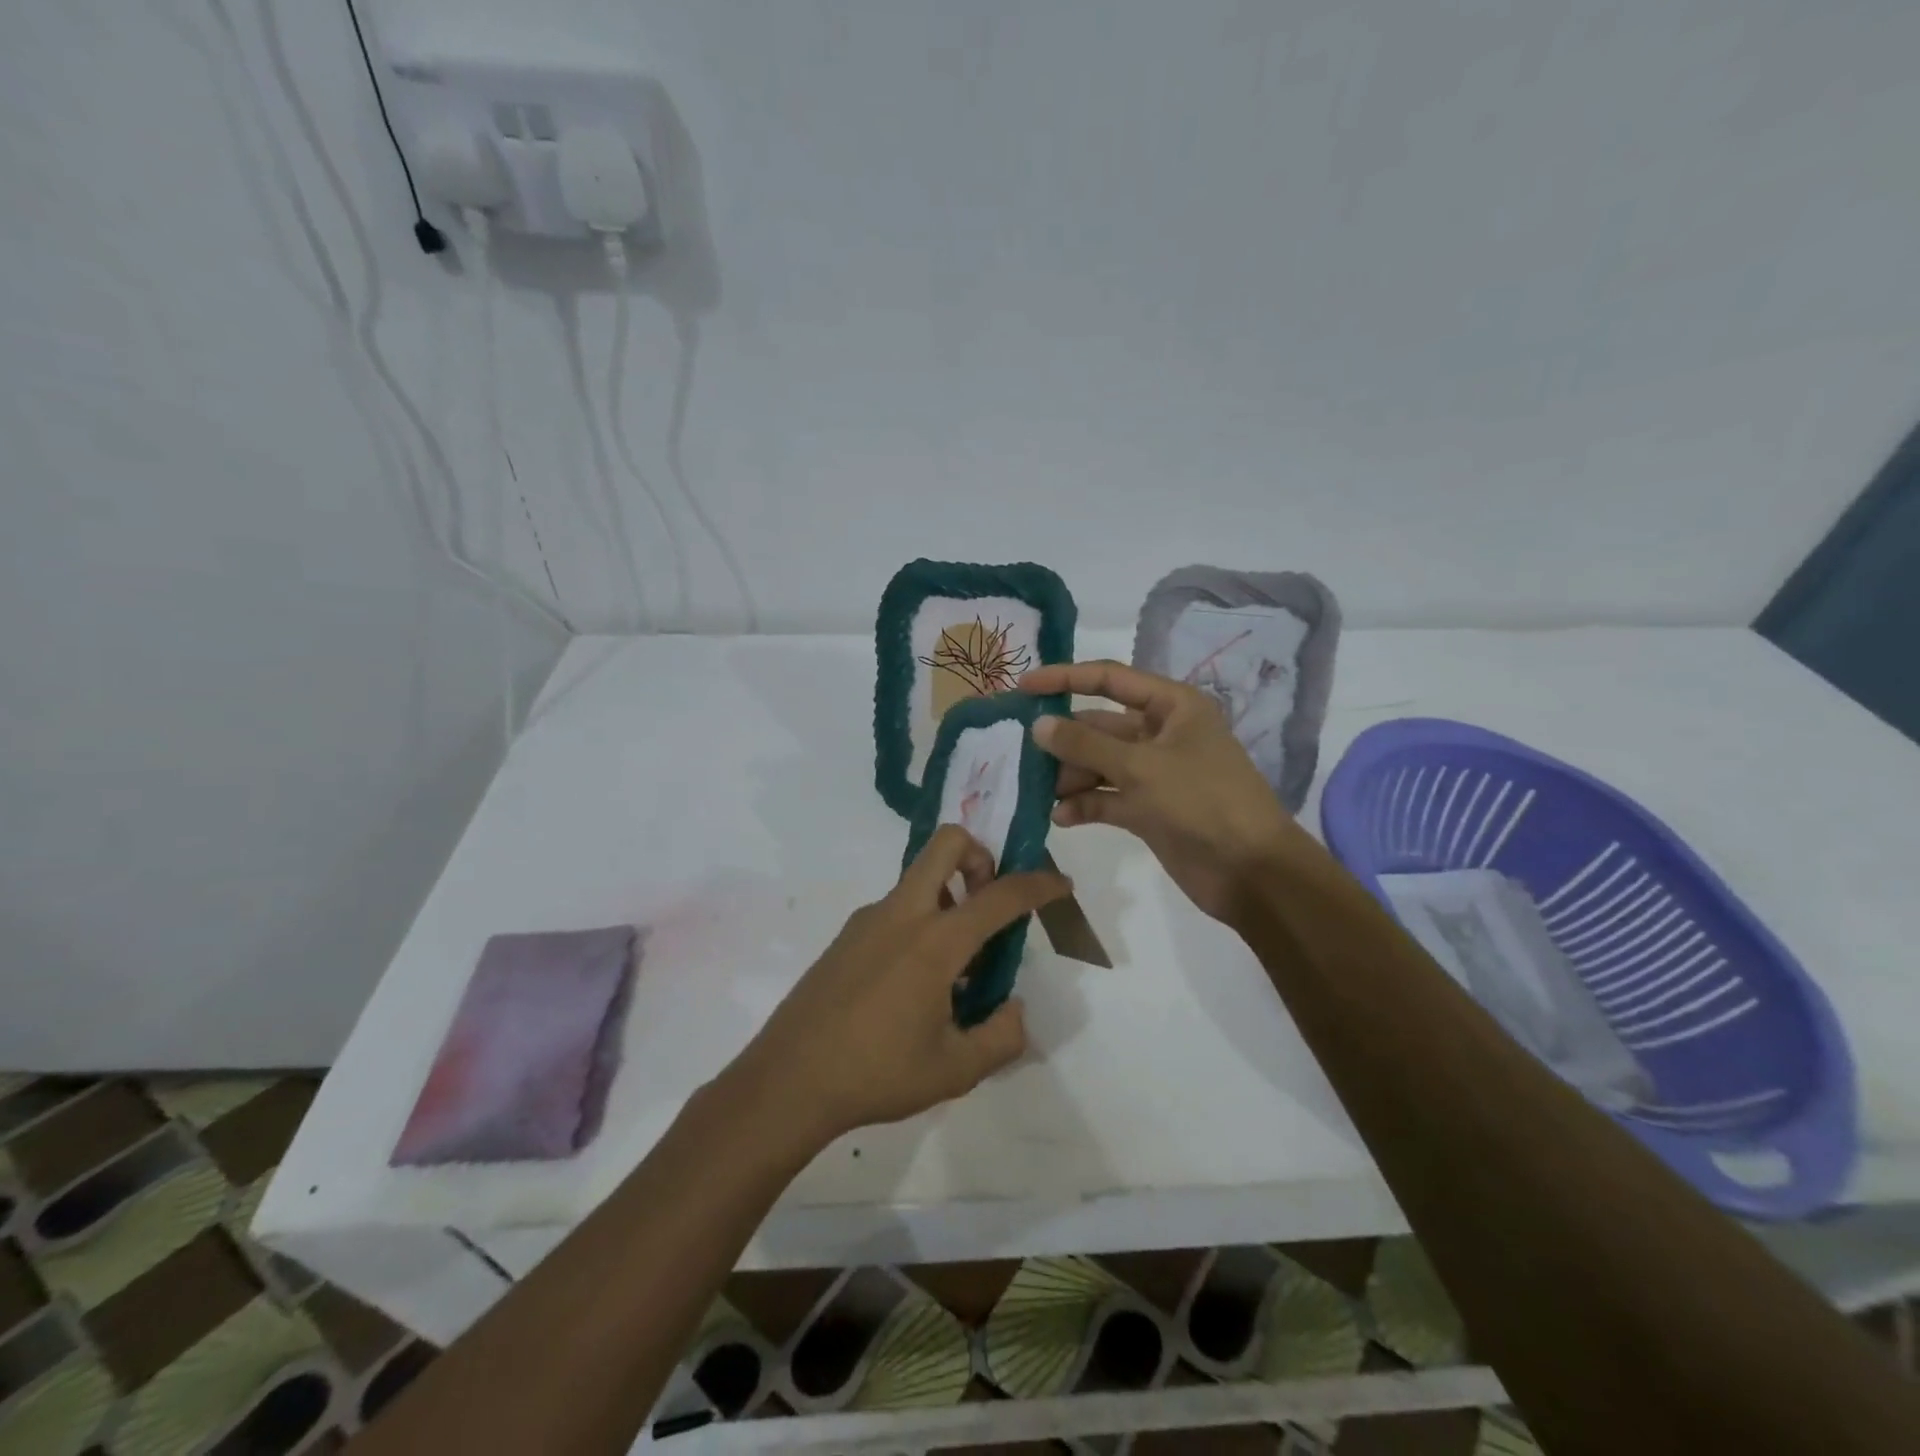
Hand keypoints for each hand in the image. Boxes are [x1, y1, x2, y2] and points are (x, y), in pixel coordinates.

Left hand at [727, 826, 1070, 1149]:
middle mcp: (902, 914)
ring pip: (919, 879)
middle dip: (980, 857)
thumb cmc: (877, 1073)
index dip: (1039, 884)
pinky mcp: (846, 936)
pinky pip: (896, 910)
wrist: (788, 1081)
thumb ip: (1001, 1036)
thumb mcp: (955, 1070)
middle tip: (989, 904)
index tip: (1060, 884)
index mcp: (935, 940)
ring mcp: (868, 920)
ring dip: (949, 898)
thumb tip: (1012, 1009)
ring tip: (955, 969)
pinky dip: (920, 924)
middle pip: (946, 844)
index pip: (1000, 895)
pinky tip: (914, 986)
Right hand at [1022, 659, 1316, 923]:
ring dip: (1070, 775)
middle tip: (1023, 752)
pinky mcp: (1148, 809)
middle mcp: (1161, 733)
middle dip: (1065, 739)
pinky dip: (1085, 804)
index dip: (1065, 678)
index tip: (1022, 687)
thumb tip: (1039, 724)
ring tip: (1042, 791)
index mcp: (1171, 706)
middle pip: (1100, 725)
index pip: (1110, 679)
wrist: (1251, 872)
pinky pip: (1107, 797)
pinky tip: (1060, 817)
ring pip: (1100, 763)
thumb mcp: (1140, 766)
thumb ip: (1085, 743)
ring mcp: (1154, 773)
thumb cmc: (1202, 802)